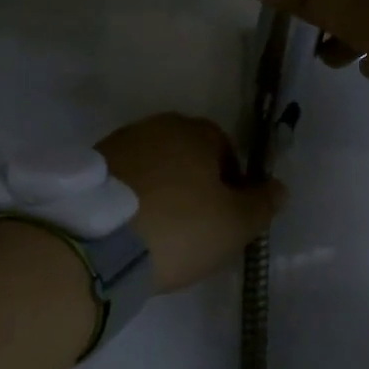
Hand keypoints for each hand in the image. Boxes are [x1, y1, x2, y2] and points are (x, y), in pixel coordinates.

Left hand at [97, 115, 284, 292]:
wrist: (96, 242)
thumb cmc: (179, 228)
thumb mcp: (235, 224)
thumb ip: (262, 203)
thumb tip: (279, 187)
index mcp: (196, 131)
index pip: (226, 151)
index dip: (231, 186)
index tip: (225, 219)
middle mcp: (156, 126)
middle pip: (187, 157)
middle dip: (195, 186)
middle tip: (195, 228)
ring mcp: (118, 143)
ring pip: (154, 168)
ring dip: (162, 192)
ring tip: (159, 233)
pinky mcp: (90, 168)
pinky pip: (125, 183)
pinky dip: (133, 200)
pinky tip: (132, 230)